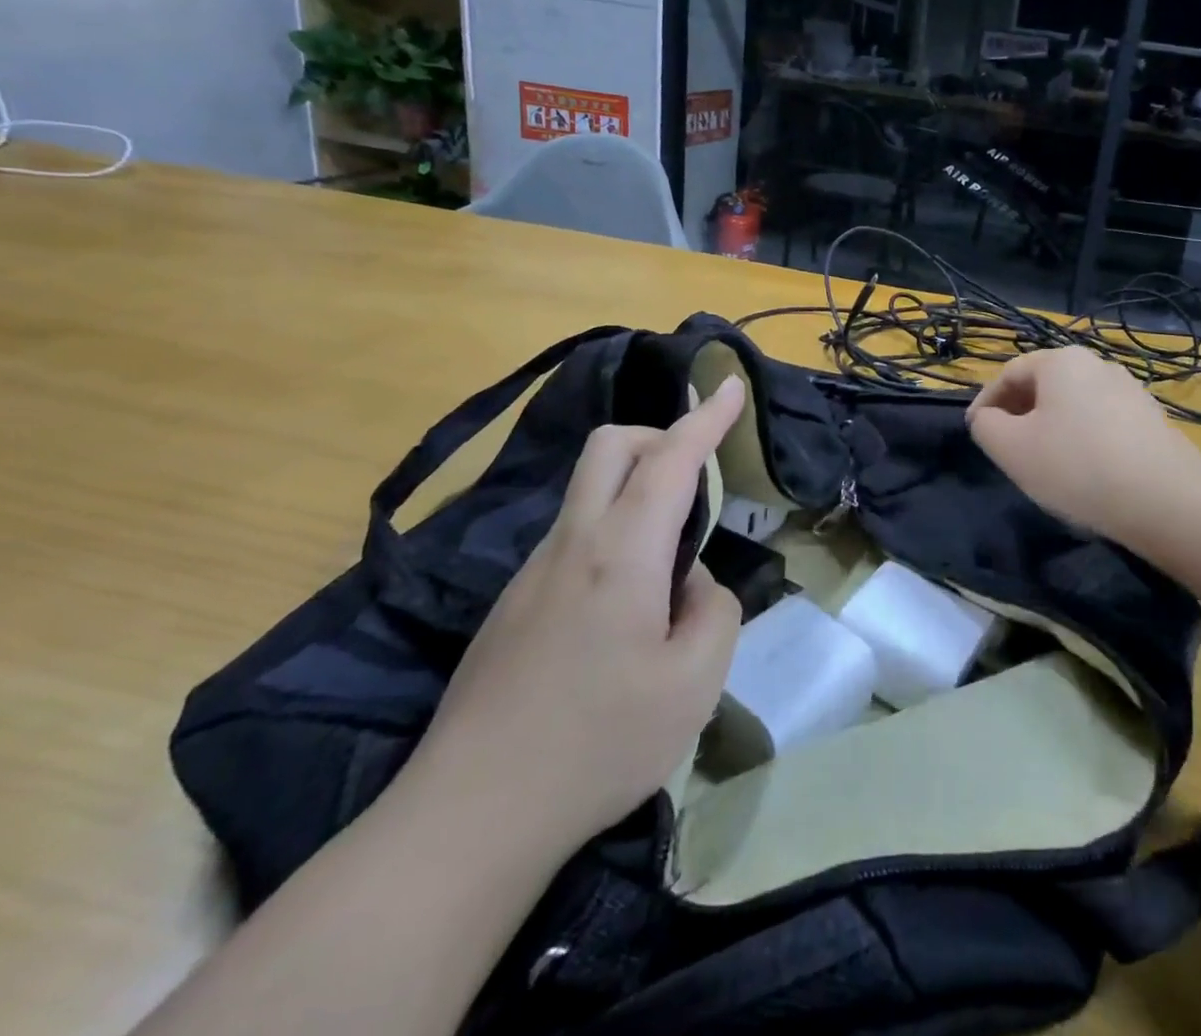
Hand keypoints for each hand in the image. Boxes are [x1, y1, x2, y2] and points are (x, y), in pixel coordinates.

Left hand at [396, 378, 746, 867]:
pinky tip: (624, 614)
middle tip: (697, 478)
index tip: (730, 383)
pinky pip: (573, 539)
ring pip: (589, 492)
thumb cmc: (598, 745)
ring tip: (670, 568)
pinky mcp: (512, 606)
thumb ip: (713, 610)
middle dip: (660, 436)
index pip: (671, 459)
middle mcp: (572, 544)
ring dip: (637, 492)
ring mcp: (532, 573)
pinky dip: (612, 537)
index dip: (706, 417)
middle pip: (610, 447)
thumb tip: (689, 583)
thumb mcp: (695, 684)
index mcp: (621, 553)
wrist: (469, 818)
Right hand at [966, 348, 1200, 551]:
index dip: (985, 402)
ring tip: (1042, 463)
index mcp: (1061, 361)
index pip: (1009, 373)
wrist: (1167, 501)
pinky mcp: (1150, 419)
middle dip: (1018, 414)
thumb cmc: (1077, 466)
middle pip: (1043, 385)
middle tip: (1005, 449)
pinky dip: (1080, 439)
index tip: (975, 432)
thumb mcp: (1011, 448)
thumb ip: (986, 426)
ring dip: (1049, 428)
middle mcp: (1097, 364)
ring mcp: (1129, 390)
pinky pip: (1100, 422)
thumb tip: (987, 418)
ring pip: (1072, 405)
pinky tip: (1082, 472)